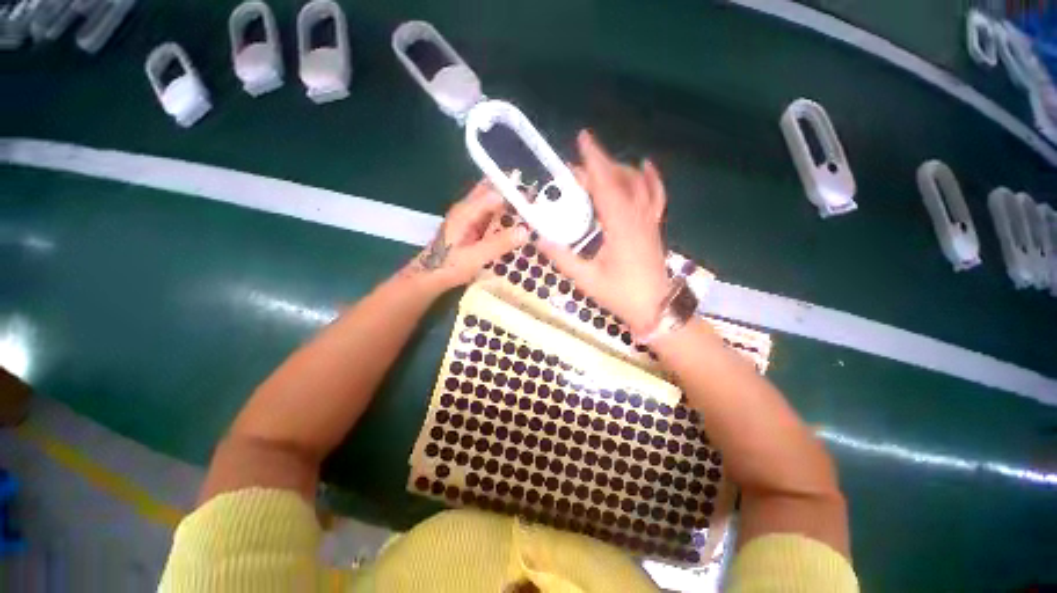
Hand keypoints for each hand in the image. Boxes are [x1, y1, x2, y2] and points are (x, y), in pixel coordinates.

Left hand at [411, 178, 528, 290]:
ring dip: (510, 205)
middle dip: (513, 193)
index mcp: (466, 211)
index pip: (494, 193)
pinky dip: (504, 218)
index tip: (536, 198)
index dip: (514, 193)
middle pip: (493, 192)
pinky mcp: (471, 228)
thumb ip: (499, 243)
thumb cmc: (448, 266)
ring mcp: (469, 218)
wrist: (429, 277)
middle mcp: (467, 209)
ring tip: (532, 209)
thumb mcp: (475, 257)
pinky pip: (491, 217)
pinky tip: (517, 224)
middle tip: (537, 199)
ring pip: (492, 204)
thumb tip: (525, 231)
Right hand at [539, 130, 670, 335]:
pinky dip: (651, 179)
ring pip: (638, 184)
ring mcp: (649, 221)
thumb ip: (562, 258)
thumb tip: (539, 238)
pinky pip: (656, 196)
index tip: (582, 139)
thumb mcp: (586, 279)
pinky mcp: (653, 227)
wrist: (655, 308)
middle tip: (576, 166)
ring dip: (617, 169)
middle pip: (619, 180)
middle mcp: (637, 217)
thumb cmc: (621, 295)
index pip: (606, 186)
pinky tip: (645, 165)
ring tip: (598, 167)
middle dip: (598, 166)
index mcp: (620, 227)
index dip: (594, 161)